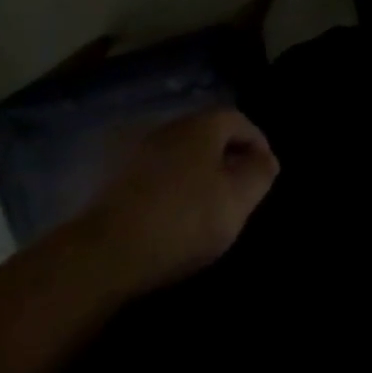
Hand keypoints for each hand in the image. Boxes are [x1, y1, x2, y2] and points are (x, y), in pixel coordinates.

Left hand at [89, 108, 278, 289]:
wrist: (105, 252)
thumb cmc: (183, 220)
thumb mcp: (236, 200)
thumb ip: (259, 175)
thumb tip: (266, 160)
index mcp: (202, 125)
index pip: (239, 120)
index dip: (258, 143)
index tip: (265, 173)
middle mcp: (170, 127)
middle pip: (208, 134)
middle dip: (228, 156)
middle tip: (239, 187)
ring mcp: (138, 151)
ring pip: (181, 153)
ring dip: (197, 171)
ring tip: (207, 203)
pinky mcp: (115, 179)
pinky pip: (157, 173)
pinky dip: (172, 186)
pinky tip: (174, 213)